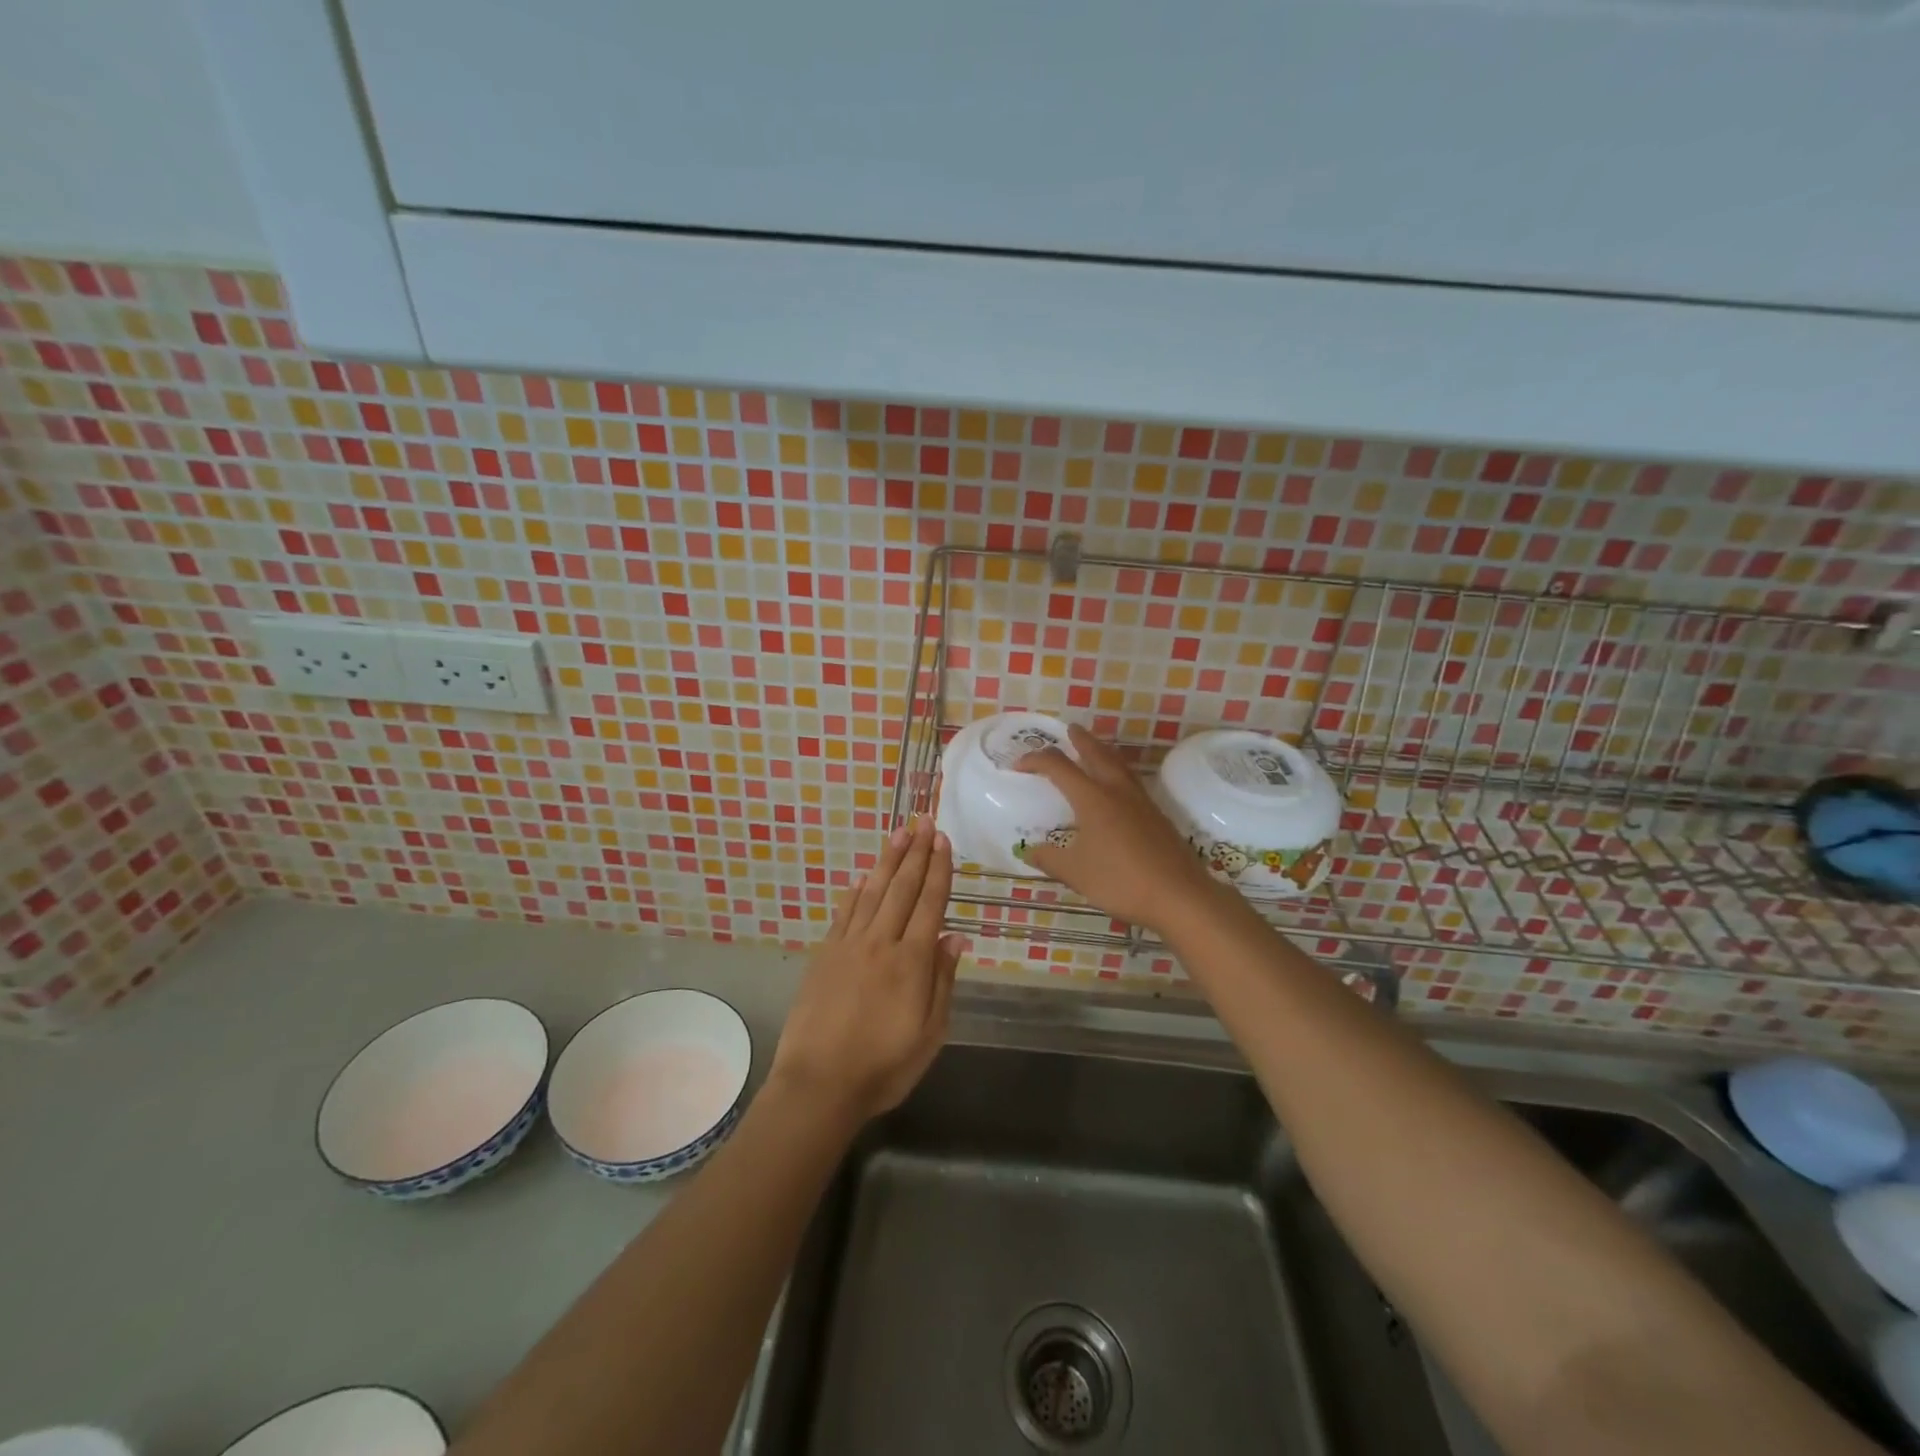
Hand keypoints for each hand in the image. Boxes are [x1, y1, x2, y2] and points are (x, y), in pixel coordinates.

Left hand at [768, 817, 964, 1126]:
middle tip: (923, 822)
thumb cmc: (883, 1067)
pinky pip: (844, 913)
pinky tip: (862, 877)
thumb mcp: (930, 1034)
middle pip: (902, 889)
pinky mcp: (824, 955)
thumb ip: (942, 982)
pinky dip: (855, 892)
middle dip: (915, 853)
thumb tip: (955, 937)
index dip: (938, 870)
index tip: (943, 841)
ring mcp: (848, 946)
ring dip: (887, 861)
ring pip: (872, 893)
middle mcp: (880, 943)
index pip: (930, 904)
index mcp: (911, 962)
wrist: (818, 1085)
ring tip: (899, 834)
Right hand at [1018, 725, 1223, 935]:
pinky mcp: (1157, 816)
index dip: (1036, 760)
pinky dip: (1118, 773)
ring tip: (1095, 750)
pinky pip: (1132, 782)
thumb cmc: (1120, 881)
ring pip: (1119, 765)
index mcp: (1092, 798)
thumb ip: (1050, 859)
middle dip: (1081, 740)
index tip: (1019, 765)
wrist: (1179, 895)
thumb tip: (1029, 851)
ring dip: (1104, 752)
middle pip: (1097, 754)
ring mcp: (1141, 802)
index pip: (1059, 767)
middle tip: (1070, 730)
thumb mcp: (1075, 873)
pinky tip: (1118, 789)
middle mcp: (1117, 791)